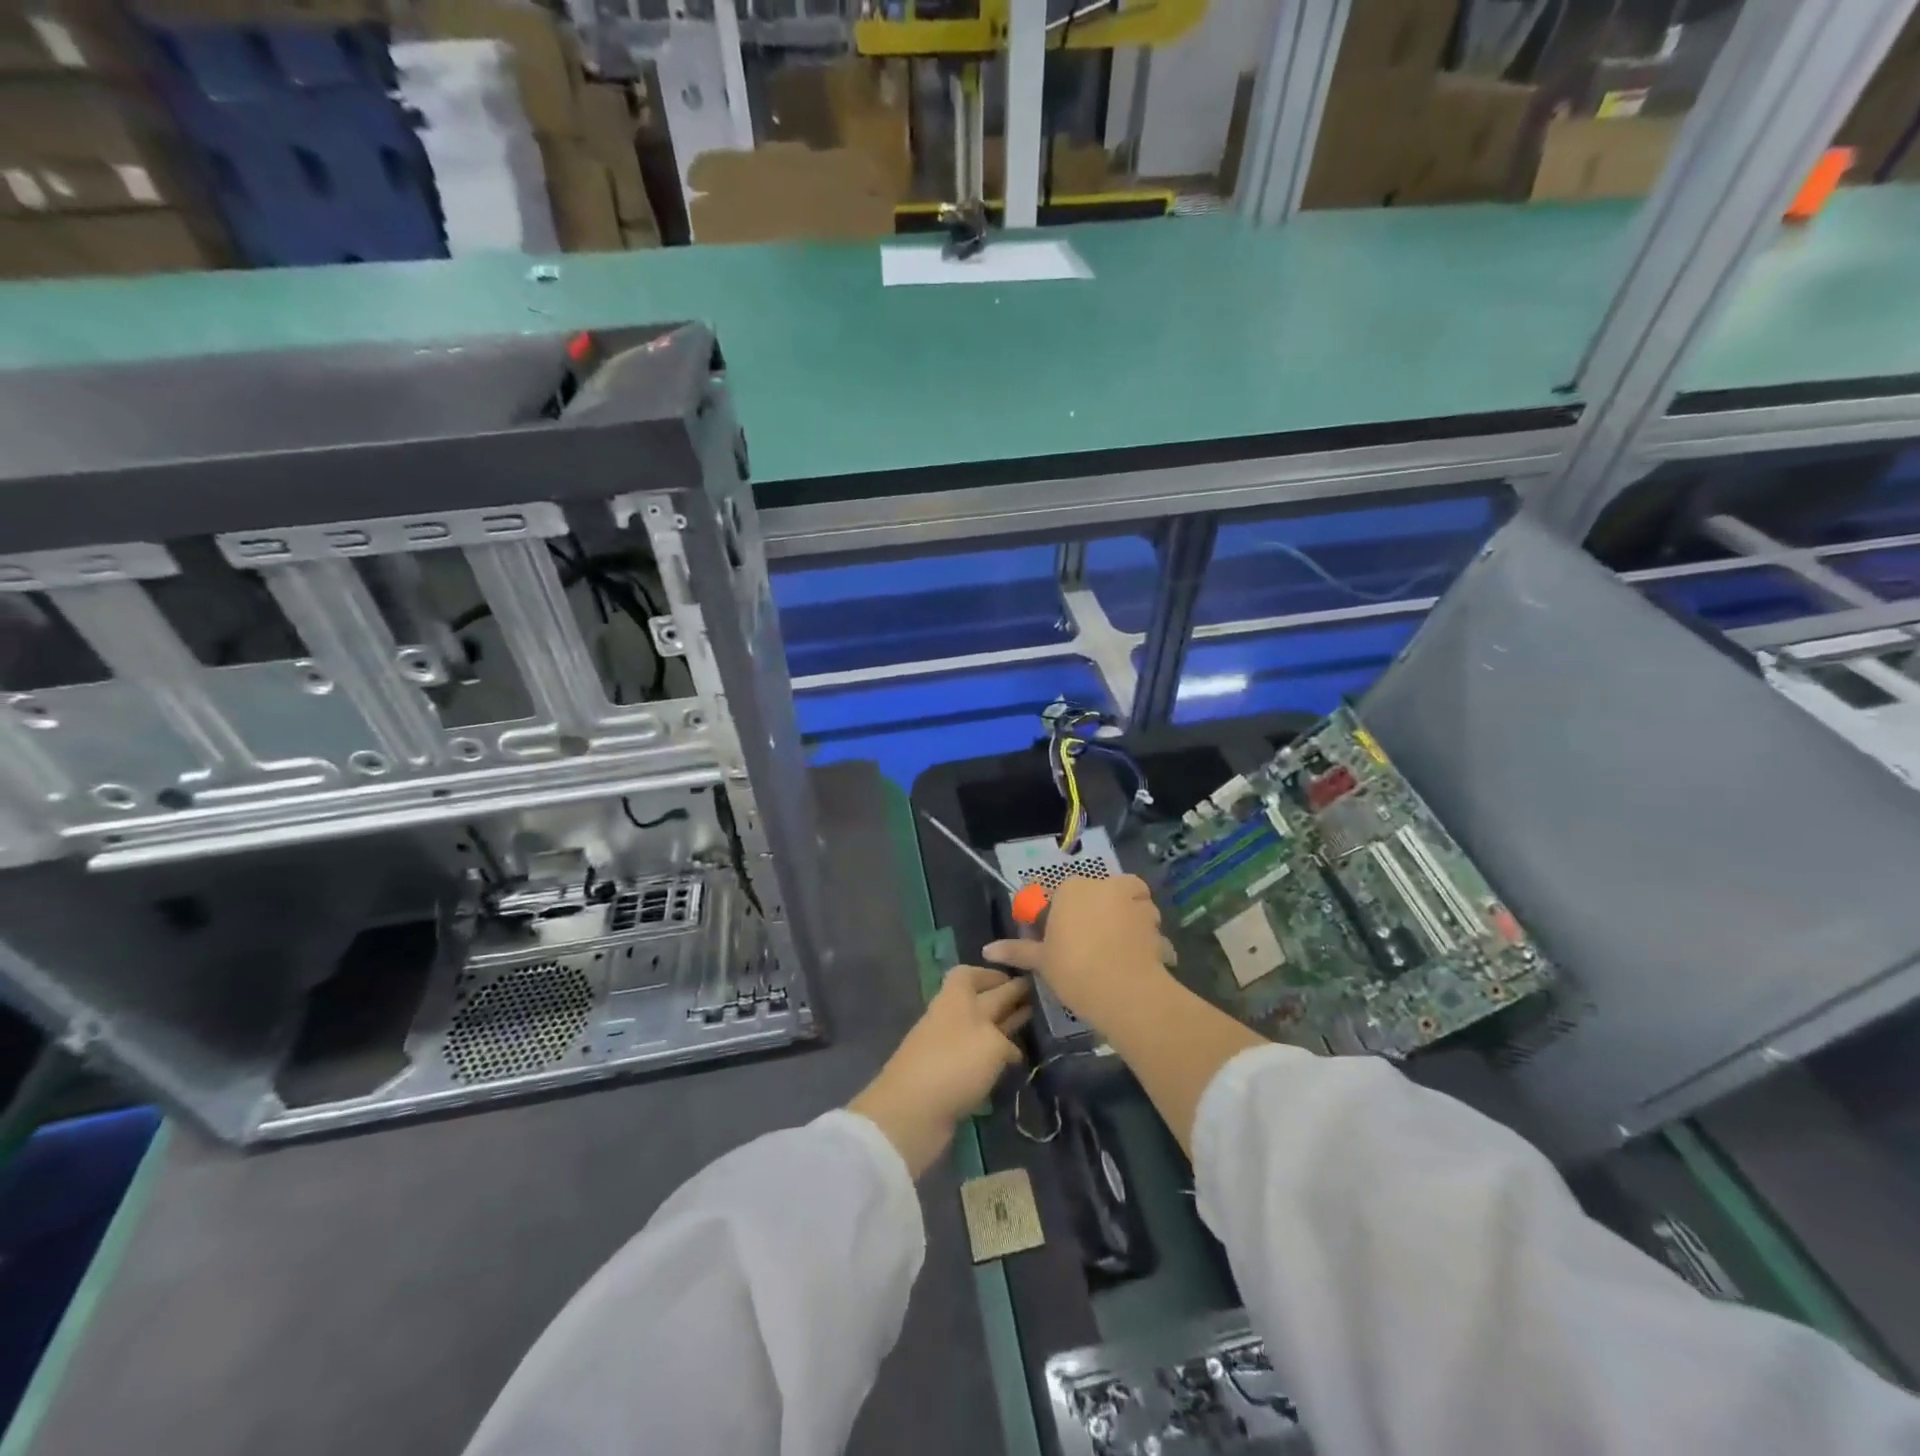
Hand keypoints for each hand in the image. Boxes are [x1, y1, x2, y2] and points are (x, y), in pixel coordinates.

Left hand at [849, 966, 1030, 1176]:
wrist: (911, 1112)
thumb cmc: (954, 1064)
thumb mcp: (991, 1044)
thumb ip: (1006, 1039)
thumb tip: (1010, 1049)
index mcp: (956, 998)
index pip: (970, 974)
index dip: (992, 973)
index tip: (1019, 978)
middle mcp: (950, 1017)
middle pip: (981, 1001)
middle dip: (1006, 1000)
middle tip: (1038, 1002)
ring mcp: (946, 1047)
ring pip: (980, 1030)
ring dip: (1002, 1028)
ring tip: (1030, 1028)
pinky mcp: (947, 1076)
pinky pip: (975, 1057)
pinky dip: (993, 1056)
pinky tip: (1012, 1063)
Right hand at [984, 874, 1168, 1032]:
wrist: (1125, 992)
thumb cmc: (1074, 969)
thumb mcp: (1042, 961)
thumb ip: (1016, 950)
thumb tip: (986, 950)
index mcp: (1072, 888)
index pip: (1060, 896)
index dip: (1057, 918)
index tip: (1056, 942)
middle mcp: (1104, 885)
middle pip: (1096, 895)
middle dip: (1094, 914)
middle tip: (1085, 946)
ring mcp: (1134, 901)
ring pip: (1127, 904)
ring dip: (1124, 920)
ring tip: (1115, 951)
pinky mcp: (1156, 921)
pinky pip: (1147, 924)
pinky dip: (1144, 937)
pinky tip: (1136, 959)